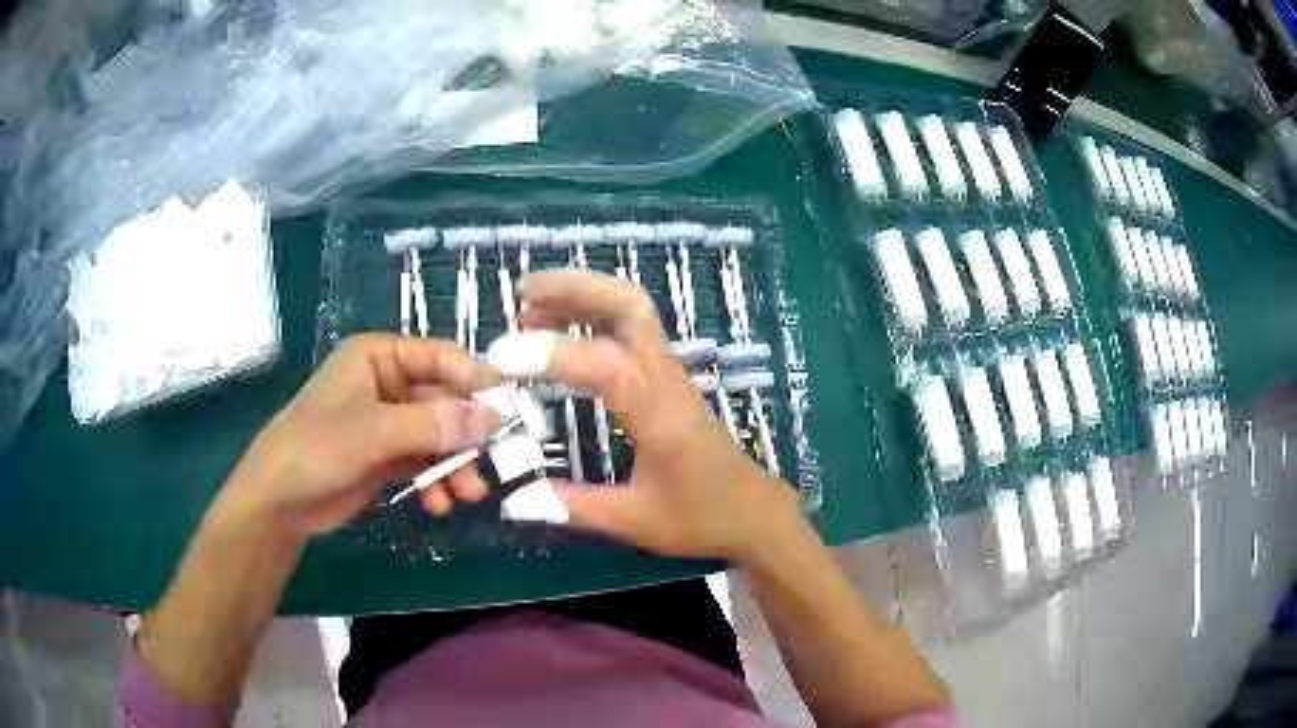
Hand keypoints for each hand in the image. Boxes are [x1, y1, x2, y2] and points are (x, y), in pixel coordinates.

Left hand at [220, 334, 500, 539]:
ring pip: (439, 435)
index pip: (440, 357)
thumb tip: (493, 418)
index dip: (476, 380)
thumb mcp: (374, 432)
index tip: (511, 409)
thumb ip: (433, 424)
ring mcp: (387, 422)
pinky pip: (425, 461)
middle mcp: (387, 384)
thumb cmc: (317, 448)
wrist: (279, 502)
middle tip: (494, 463)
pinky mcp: (386, 456)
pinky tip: (439, 503)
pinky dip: (436, 480)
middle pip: (444, 400)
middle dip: (467, 435)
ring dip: (455, 464)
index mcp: (379, 357)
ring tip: (467, 494)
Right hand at [516, 270, 803, 563]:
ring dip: (583, 294)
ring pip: (632, 309)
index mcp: (660, 416)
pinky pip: (631, 329)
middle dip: (576, 287)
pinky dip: (593, 314)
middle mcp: (666, 380)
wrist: (753, 511)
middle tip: (525, 292)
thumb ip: (574, 507)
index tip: (501, 361)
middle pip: (631, 306)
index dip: (553, 356)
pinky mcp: (667, 377)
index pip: (607, 367)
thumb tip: (516, 496)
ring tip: (530, 305)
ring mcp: (670, 372)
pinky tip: (561, 330)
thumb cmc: (700, 517)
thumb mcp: (635, 521)